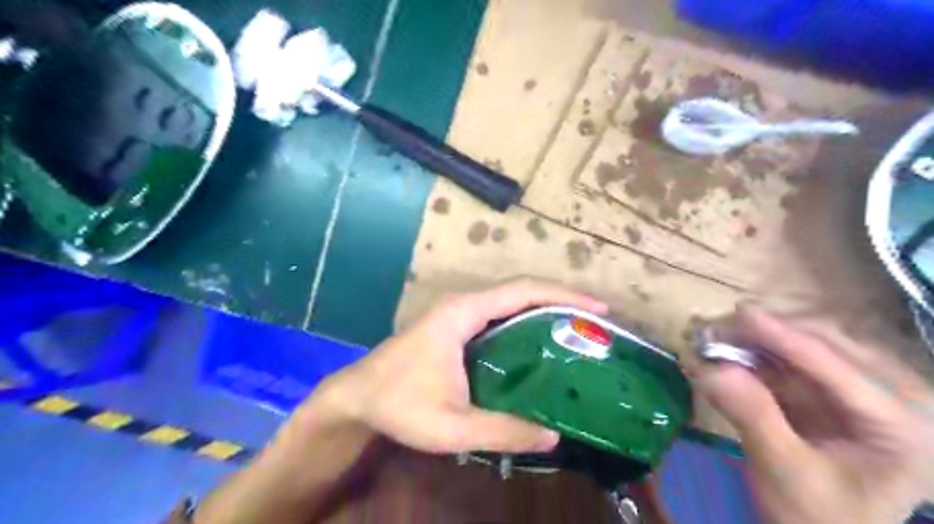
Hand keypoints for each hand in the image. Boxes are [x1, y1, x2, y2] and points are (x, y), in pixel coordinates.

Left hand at [304, 281, 606, 455]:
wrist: (358, 396)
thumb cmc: (399, 404)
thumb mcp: (451, 426)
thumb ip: (502, 431)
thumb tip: (553, 436)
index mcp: (463, 313)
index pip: (522, 291)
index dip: (562, 295)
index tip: (597, 309)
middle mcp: (463, 304)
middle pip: (521, 291)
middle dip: (560, 300)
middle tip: (595, 322)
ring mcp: (459, 313)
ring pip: (510, 302)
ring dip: (545, 309)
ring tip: (577, 330)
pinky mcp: (456, 326)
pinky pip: (500, 315)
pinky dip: (526, 321)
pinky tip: (541, 344)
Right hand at [697, 307, 929, 522]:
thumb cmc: (816, 516)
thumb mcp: (784, 473)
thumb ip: (752, 417)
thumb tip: (707, 367)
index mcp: (903, 426)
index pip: (837, 366)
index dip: (784, 335)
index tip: (739, 312)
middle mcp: (894, 396)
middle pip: (825, 341)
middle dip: (765, 331)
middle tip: (712, 330)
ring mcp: (863, 387)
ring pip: (805, 340)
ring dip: (757, 336)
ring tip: (714, 337)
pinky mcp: (832, 387)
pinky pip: (791, 355)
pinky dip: (756, 349)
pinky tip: (728, 349)